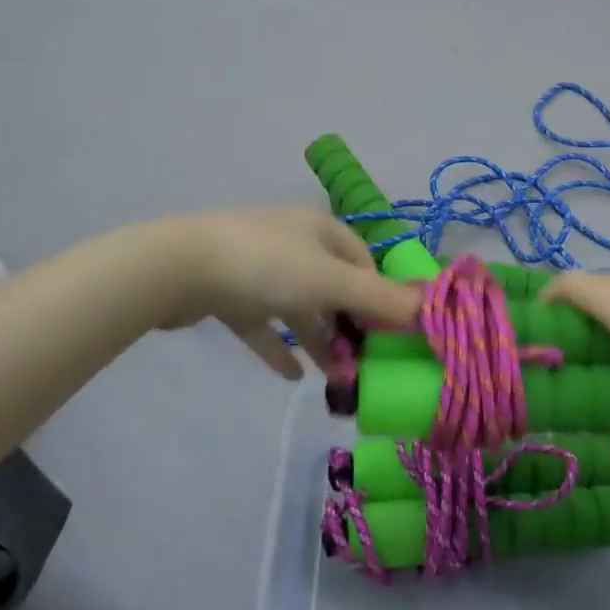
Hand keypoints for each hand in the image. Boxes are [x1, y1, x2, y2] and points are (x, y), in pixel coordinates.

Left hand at [147, 208, 419, 379]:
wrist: (178, 268)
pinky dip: (279, 346)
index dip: (379, 296)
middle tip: (363, 364)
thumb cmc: (265, 266)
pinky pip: (262, 322)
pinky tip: (291, 376)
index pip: (363, 261)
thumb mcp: (330, 281)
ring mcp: (257, 266)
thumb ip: (379, 297)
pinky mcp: (228, 291)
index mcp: (319, 230)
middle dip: (349, 325)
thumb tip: (431, 307)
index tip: (390, 335)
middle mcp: (292, 242)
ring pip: (299, 306)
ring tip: (335, 379)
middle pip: (332, 285)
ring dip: (317, 339)